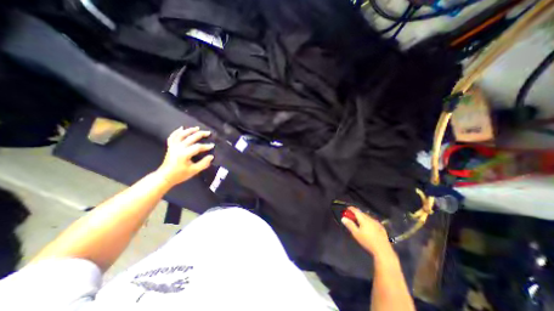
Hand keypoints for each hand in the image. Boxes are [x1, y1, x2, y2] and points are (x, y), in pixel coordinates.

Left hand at [158, 125, 216, 185]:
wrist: (164, 177)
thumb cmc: (180, 175)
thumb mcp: (194, 171)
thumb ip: (203, 163)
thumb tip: (211, 157)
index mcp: (184, 154)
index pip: (197, 147)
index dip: (206, 146)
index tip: (212, 146)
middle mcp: (178, 148)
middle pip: (190, 138)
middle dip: (200, 134)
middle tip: (208, 133)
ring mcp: (173, 146)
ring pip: (181, 135)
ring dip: (189, 130)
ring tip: (197, 128)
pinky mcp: (170, 147)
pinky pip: (172, 137)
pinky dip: (176, 131)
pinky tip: (181, 128)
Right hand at [340, 207, 390, 256]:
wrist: (383, 251)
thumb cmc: (367, 242)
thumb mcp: (356, 234)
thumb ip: (350, 225)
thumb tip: (343, 218)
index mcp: (364, 220)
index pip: (356, 211)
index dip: (351, 209)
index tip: (347, 208)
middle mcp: (371, 219)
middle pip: (362, 213)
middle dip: (356, 213)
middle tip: (351, 216)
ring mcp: (377, 223)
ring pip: (368, 217)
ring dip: (362, 217)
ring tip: (359, 221)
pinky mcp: (381, 228)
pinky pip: (373, 221)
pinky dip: (368, 221)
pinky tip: (368, 226)